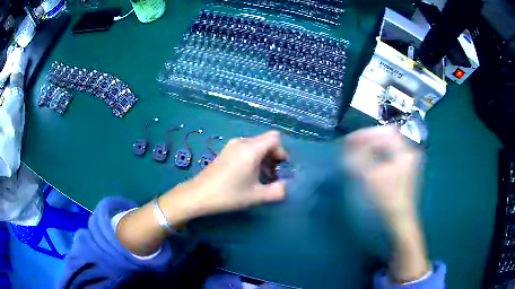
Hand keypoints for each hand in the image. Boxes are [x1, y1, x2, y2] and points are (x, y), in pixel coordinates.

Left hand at [168, 131, 287, 219]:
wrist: (198, 195)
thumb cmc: (228, 195)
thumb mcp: (256, 196)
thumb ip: (277, 191)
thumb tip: (285, 187)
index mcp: (251, 149)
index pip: (275, 138)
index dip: (282, 152)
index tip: (281, 169)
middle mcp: (241, 142)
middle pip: (266, 142)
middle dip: (274, 157)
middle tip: (273, 177)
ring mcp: (231, 146)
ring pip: (255, 146)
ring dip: (263, 159)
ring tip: (261, 179)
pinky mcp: (225, 152)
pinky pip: (245, 149)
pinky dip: (252, 159)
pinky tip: (248, 176)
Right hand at [343, 126, 421, 227]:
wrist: (399, 221)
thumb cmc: (386, 199)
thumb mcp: (370, 176)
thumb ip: (359, 155)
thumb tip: (350, 140)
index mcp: (405, 151)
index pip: (385, 132)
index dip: (366, 133)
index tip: (351, 140)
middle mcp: (410, 152)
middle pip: (387, 137)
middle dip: (369, 140)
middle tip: (353, 147)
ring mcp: (409, 161)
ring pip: (388, 147)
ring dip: (373, 148)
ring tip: (358, 154)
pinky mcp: (406, 170)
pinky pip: (390, 156)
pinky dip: (379, 156)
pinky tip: (370, 163)